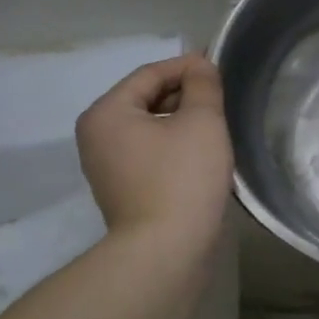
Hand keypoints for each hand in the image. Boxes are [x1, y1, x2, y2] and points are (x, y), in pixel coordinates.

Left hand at [76, 54, 232, 268]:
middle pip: (146, 99)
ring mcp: (107, 166)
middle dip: (185, 95)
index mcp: (106, 113)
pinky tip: (202, 154)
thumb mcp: (202, 121)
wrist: (166, 252)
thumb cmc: (182, 178)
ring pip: (150, 127)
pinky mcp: (123, 190)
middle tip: (222, 98)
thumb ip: (203, 85)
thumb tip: (200, 66)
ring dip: (182, 121)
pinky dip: (174, 145)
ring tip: (217, 125)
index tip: (220, 67)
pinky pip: (150, 152)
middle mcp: (97, 136)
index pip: (150, 74)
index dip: (187, 66)